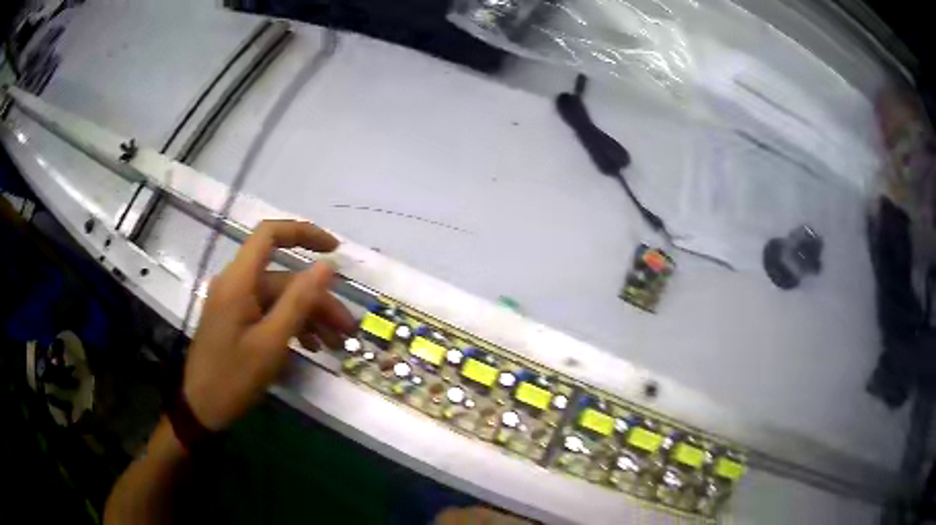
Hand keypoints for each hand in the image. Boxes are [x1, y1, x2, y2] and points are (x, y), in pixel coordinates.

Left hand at [183, 220, 354, 430]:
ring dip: (309, 317)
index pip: (270, 234)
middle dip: (318, 300)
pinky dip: (291, 325)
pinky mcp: (236, 320)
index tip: (335, 250)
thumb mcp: (271, 342)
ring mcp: (235, 303)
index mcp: (239, 281)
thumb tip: (327, 266)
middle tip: (346, 329)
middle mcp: (236, 284)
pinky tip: (311, 347)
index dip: (304, 233)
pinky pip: (268, 312)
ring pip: (280, 298)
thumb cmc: (233, 376)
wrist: (202, 408)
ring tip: (335, 344)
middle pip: (283, 277)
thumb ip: (299, 301)